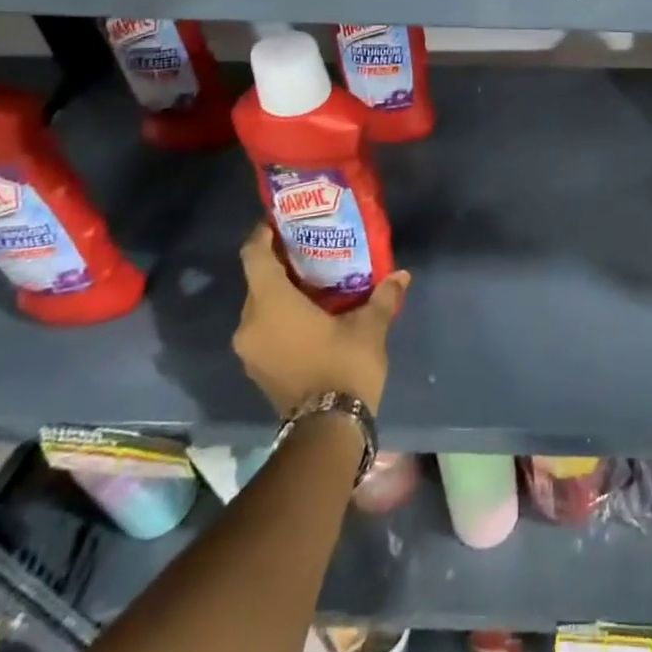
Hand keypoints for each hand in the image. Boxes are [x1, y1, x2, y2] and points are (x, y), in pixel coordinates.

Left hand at [233, 223, 409, 415]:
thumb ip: (382, 296)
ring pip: (260, 306)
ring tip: (315, 279)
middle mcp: (250, 324)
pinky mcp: (257, 368)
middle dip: (281, 263)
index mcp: (270, 304)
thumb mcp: (369, 326)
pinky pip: (264, 328)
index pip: (254, 256)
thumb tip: (401, 275)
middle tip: (312, 248)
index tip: (281, 221)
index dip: (263, 234)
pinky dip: (281, 315)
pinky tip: (311, 313)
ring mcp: (250, 350)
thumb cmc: (343, 366)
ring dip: (282, 292)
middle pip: (258, 281)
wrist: (326, 430)